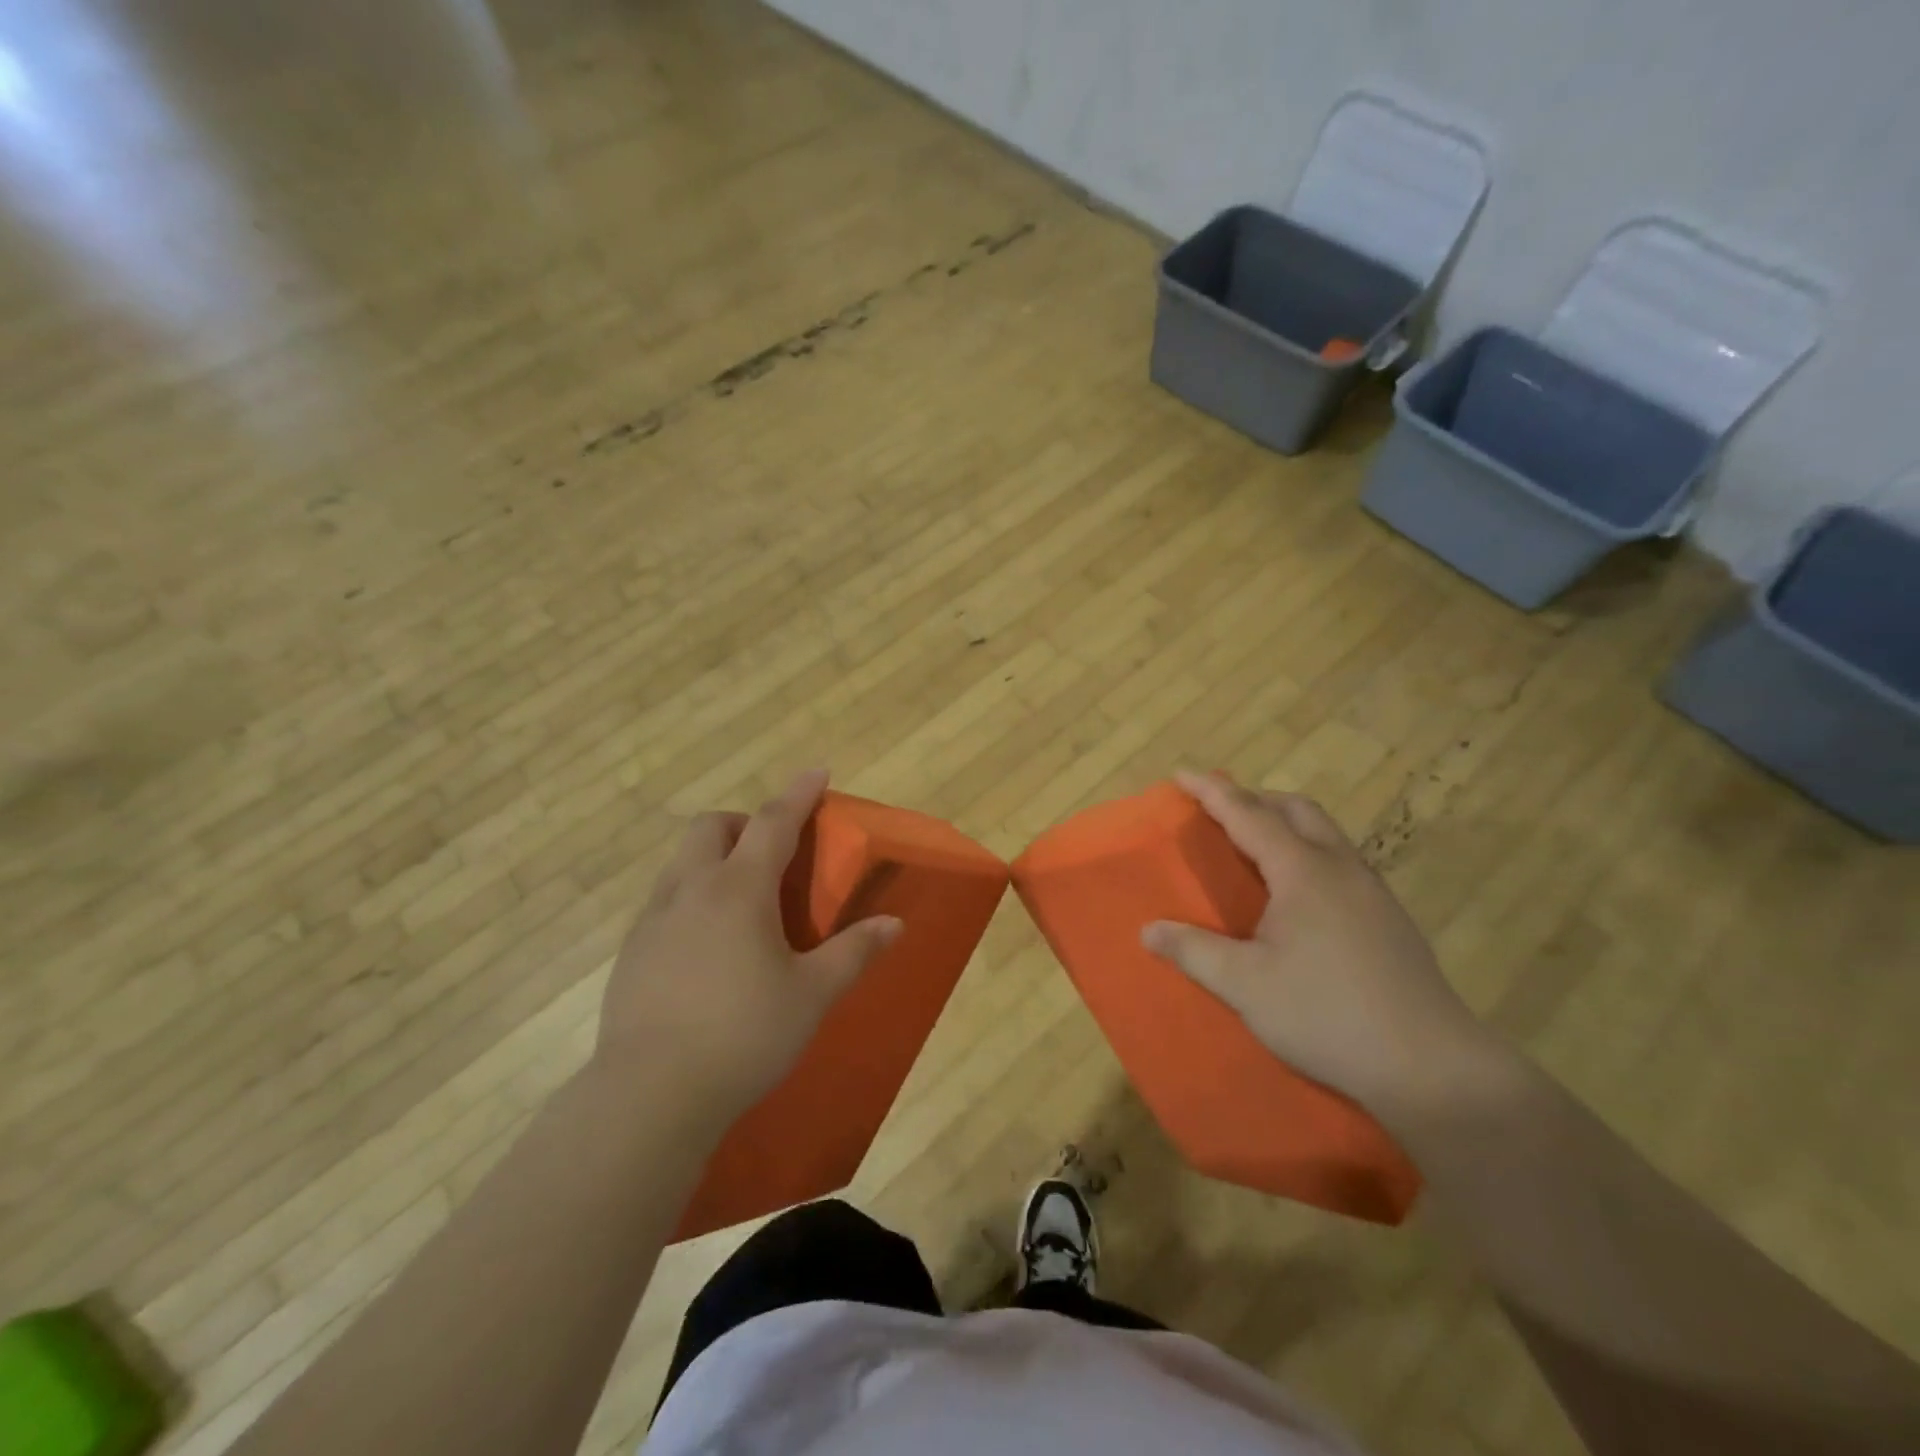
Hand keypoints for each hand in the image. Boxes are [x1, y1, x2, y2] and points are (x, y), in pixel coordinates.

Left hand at [595, 769, 901, 1121]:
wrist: (650, 1095)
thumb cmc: (744, 1034)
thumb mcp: (812, 994)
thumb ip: (854, 952)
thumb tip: (894, 924)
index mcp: (740, 889)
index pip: (773, 821)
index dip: (799, 793)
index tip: (818, 772)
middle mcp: (691, 890)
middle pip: (711, 827)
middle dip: (743, 823)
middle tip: (772, 852)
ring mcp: (653, 920)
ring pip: (681, 863)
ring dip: (713, 859)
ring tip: (742, 901)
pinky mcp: (631, 953)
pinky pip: (664, 902)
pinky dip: (691, 899)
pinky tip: (707, 947)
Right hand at [1141, 769, 1502, 1119]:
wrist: (1431, 1066)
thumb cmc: (1328, 1015)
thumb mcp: (1246, 986)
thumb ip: (1194, 951)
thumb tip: (1149, 929)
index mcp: (1303, 872)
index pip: (1249, 816)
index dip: (1212, 792)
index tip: (1182, 774)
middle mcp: (1341, 869)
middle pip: (1297, 810)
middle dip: (1255, 798)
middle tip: (1220, 810)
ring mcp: (1373, 893)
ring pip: (1325, 834)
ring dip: (1285, 824)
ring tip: (1254, 847)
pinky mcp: (1390, 920)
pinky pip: (1340, 862)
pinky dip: (1307, 853)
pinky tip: (1297, 896)